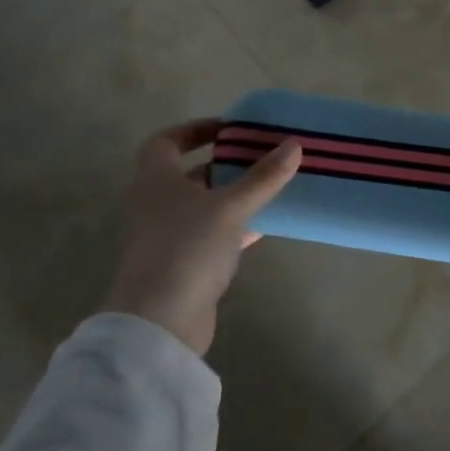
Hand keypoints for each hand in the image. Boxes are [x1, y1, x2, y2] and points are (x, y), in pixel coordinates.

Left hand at [102, 120, 300, 354]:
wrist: (160, 321)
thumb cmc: (187, 248)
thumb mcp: (230, 207)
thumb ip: (262, 177)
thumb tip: (294, 145)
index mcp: (156, 180)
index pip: (167, 141)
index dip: (195, 130)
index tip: (229, 129)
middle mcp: (155, 204)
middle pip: (188, 174)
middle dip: (223, 164)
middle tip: (259, 157)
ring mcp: (166, 237)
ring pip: (202, 207)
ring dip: (231, 197)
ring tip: (269, 188)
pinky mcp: (181, 265)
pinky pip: (210, 236)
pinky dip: (233, 228)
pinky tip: (263, 226)